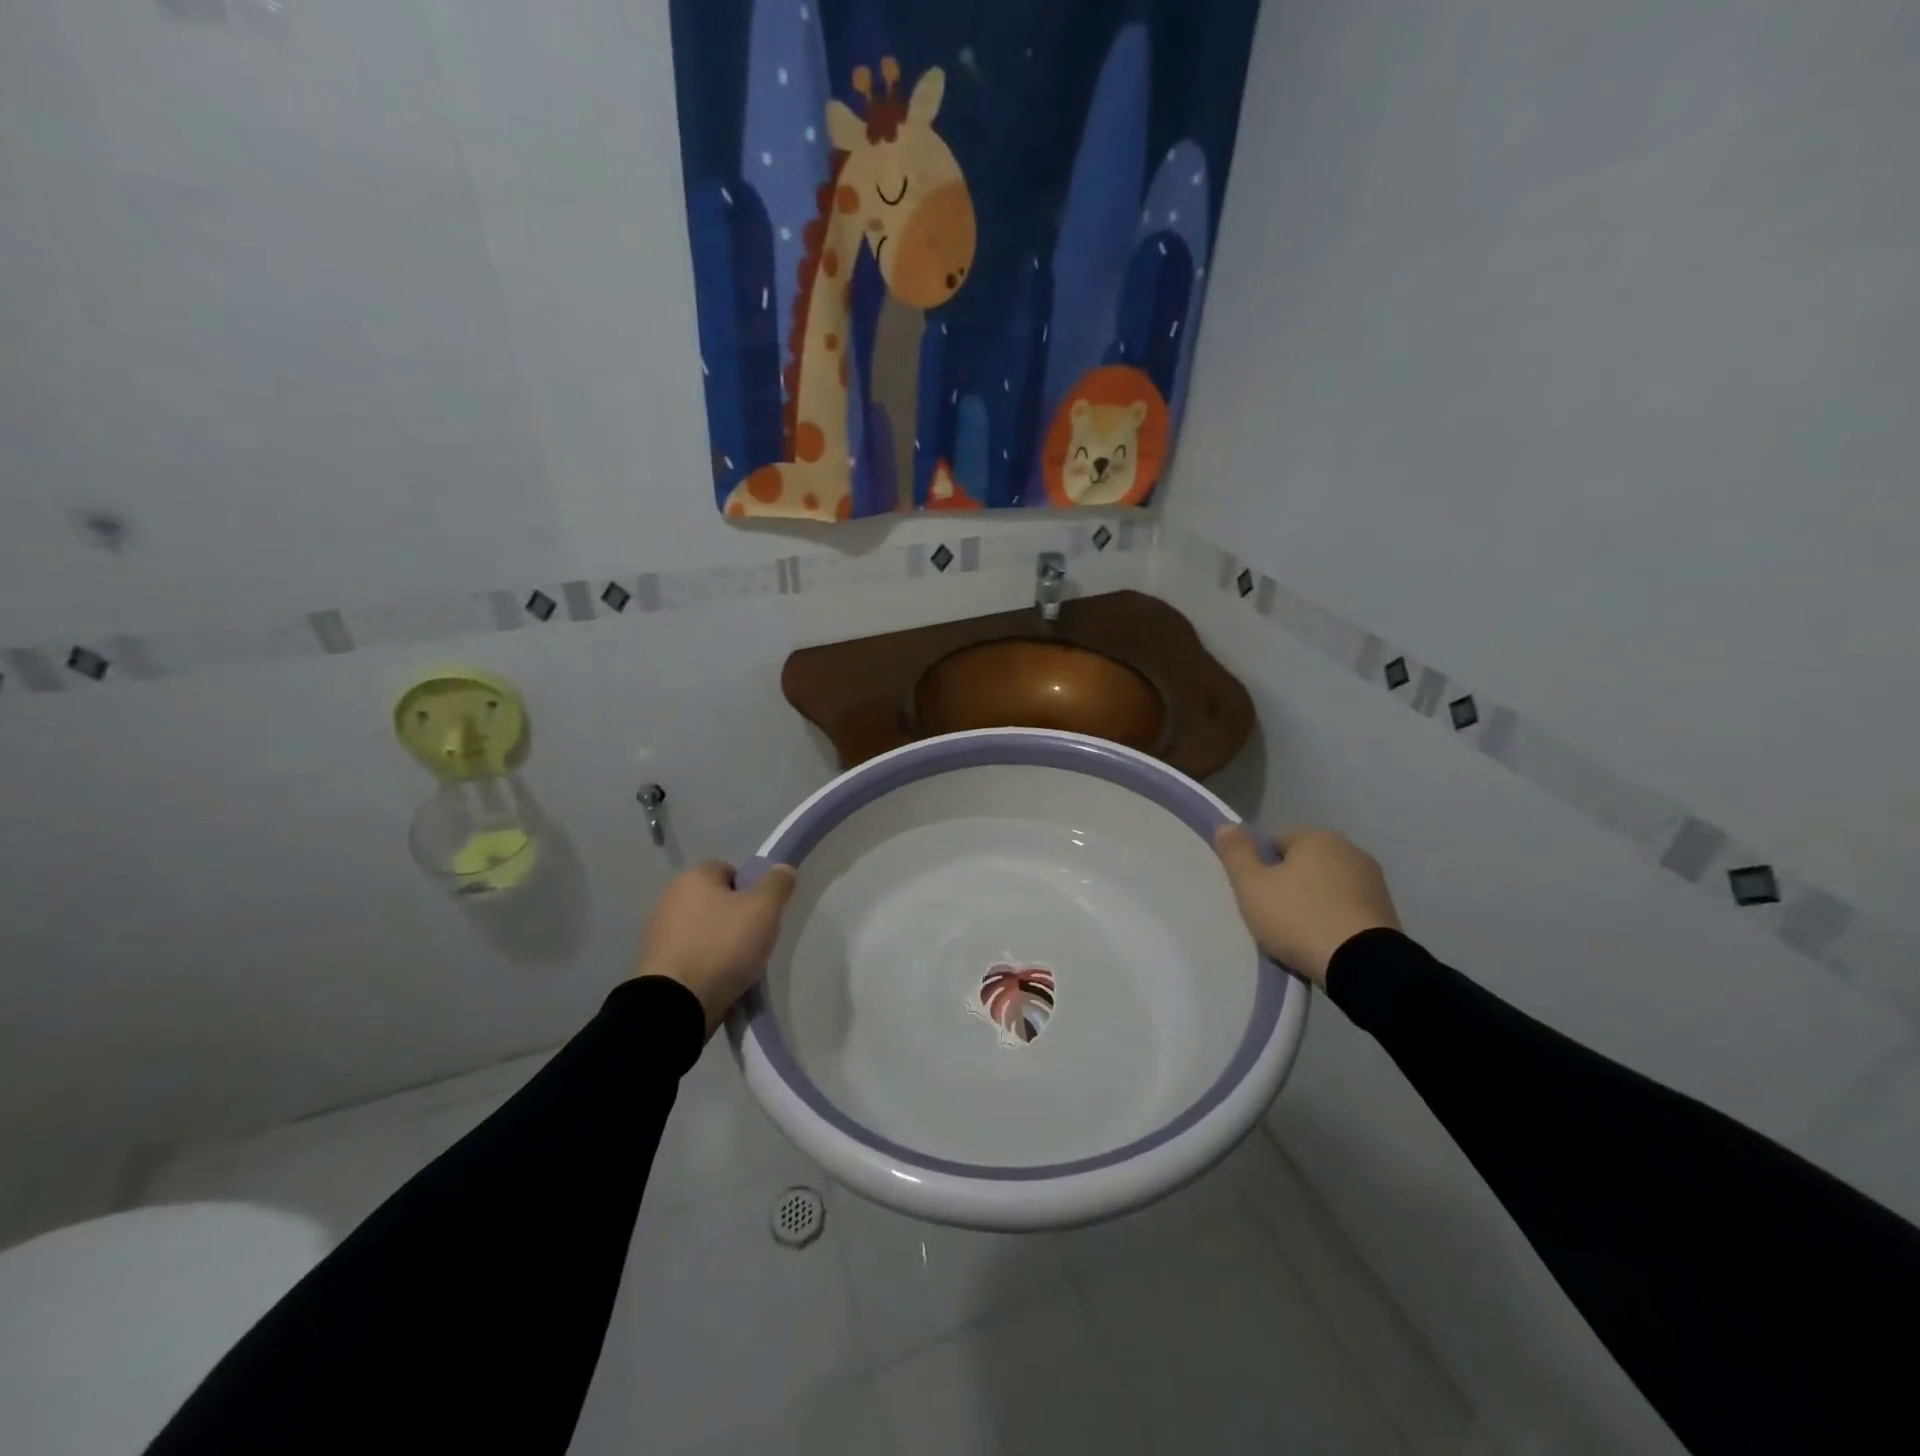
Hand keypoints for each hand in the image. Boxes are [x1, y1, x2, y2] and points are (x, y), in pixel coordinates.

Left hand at [636, 861, 797, 1036]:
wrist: (675, 1004)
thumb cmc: (722, 945)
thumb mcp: (764, 909)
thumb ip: (777, 884)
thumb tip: (782, 869)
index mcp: (693, 877)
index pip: (729, 870)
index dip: (750, 889)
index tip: (762, 913)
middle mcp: (669, 898)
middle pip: (715, 901)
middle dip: (735, 918)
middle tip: (755, 940)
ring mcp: (657, 933)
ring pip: (702, 931)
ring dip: (719, 944)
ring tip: (738, 967)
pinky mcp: (654, 966)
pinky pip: (689, 957)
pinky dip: (704, 966)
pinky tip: (718, 982)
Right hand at [1214, 825, 1399, 985]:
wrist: (1363, 965)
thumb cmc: (1299, 917)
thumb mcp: (1252, 885)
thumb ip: (1236, 852)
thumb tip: (1226, 825)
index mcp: (1318, 837)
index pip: (1274, 843)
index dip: (1259, 869)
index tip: (1256, 896)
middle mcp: (1351, 850)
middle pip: (1302, 864)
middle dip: (1287, 885)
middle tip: (1272, 916)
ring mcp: (1374, 882)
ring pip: (1326, 887)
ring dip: (1312, 903)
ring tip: (1298, 934)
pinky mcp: (1388, 911)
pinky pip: (1347, 908)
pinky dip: (1333, 920)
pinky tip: (1323, 942)